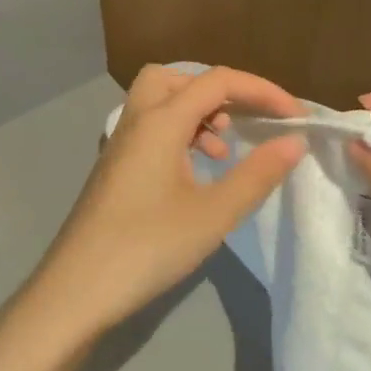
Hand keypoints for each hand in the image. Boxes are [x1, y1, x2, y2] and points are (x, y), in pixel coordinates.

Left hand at [27, 64, 306, 338]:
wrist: (75, 293)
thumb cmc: (147, 248)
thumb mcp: (213, 214)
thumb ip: (256, 174)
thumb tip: (293, 141)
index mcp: (161, 121)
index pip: (217, 81)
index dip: (262, 91)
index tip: (295, 117)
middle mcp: (137, 120)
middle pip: (177, 77)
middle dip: (217, 89)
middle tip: (244, 119)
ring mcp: (121, 144)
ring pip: (161, 101)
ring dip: (198, 112)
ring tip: (225, 148)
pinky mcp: (115, 167)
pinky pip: (152, 127)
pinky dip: (180, 133)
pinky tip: (196, 171)